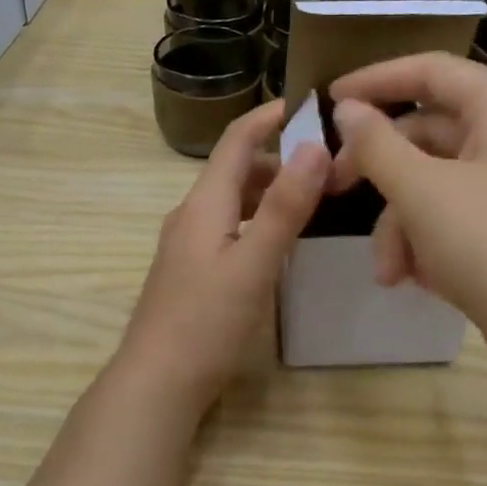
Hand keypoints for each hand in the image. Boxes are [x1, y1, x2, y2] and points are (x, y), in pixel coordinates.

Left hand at [119, 101, 328, 412]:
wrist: (157, 382)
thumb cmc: (206, 322)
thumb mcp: (253, 264)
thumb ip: (283, 207)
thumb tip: (315, 145)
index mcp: (204, 203)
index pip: (236, 139)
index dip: (270, 116)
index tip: (311, 103)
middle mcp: (192, 214)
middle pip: (236, 168)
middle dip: (279, 156)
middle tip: (329, 161)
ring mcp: (188, 243)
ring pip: (233, 199)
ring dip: (270, 189)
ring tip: (315, 196)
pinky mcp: (192, 269)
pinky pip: (229, 226)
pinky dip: (258, 218)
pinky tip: (280, 239)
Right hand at [328, 54, 486, 373]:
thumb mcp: (422, 192)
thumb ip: (376, 144)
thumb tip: (347, 109)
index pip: (431, 71)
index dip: (375, 80)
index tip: (329, 99)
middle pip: (430, 132)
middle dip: (383, 173)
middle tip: (336, 189)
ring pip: (439, 181)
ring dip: (403, 222)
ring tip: (388, 271)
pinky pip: (460, 213)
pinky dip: (430, 238)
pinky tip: (416, 277)